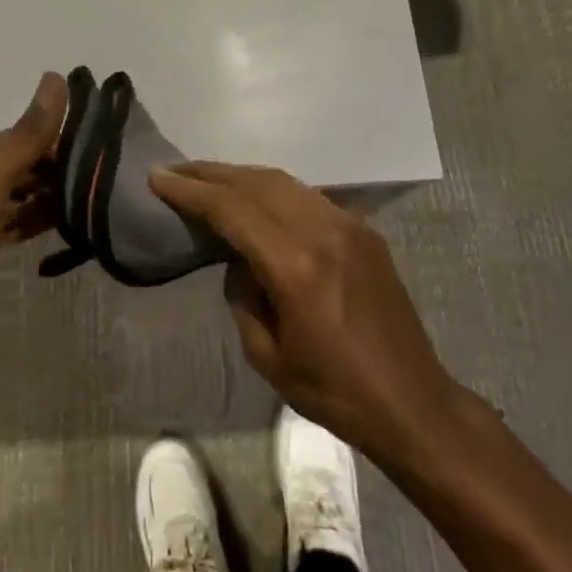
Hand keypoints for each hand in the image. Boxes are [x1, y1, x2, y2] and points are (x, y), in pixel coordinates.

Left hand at [0, 71, 67, 392]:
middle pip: (14, 164)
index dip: (53, 143)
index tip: (94, 154)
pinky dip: (30, 221)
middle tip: (95, 182)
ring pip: (13, 195)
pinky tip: (58, 227)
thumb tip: (56, 77)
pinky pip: (7, 222)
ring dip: (44, 197)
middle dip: (50, 171)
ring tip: (85, 204)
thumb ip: (26, 137)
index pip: (15, 137)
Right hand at [150, 162, 465, 467]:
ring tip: (208, 179)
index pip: (232, 209)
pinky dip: (273, 189)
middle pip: (256, 182)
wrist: (413, 401)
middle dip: (211, 172)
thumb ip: (243, 296)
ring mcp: (348, 224)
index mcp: (296, 265)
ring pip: (283, 182)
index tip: (158, 177)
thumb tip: (238, 260)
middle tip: (176, 170)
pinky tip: (255, 197)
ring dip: (241, 176)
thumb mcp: (268, 357)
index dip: (191, 190)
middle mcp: (322, 230)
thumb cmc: (334, 392)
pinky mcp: (363, 230)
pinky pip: (307, 196)